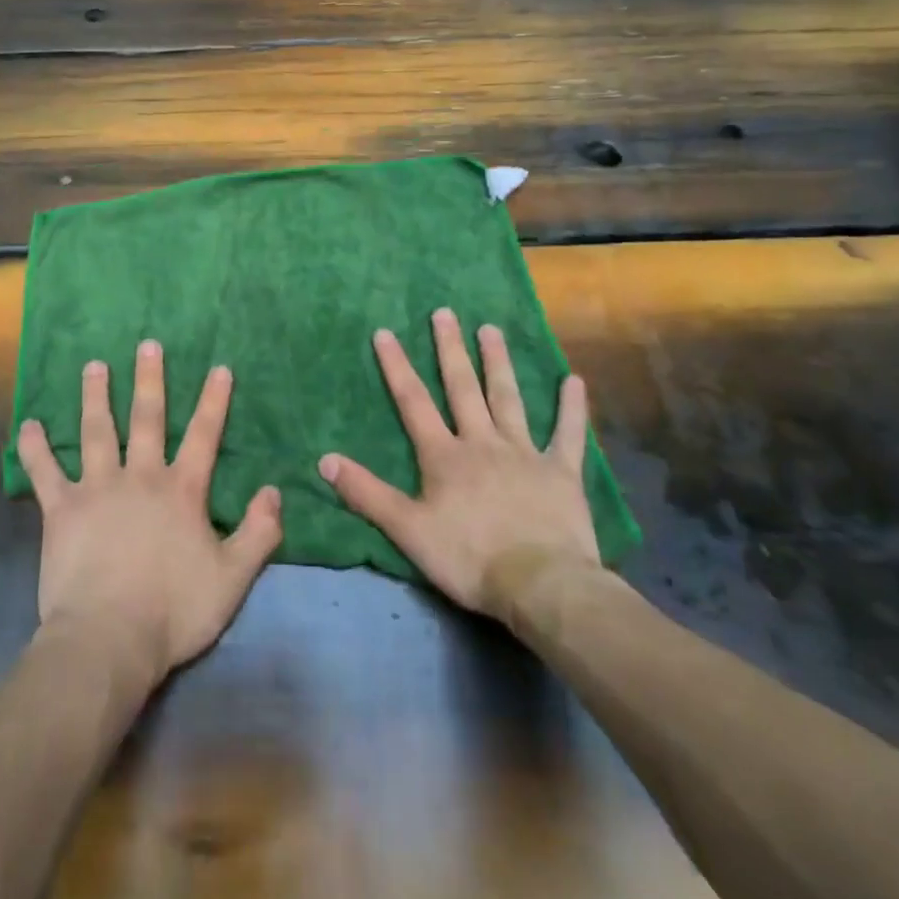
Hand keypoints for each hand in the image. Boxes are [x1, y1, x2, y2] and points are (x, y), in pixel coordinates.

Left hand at [17, 341, 282, 686]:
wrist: (109, 639)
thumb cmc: (173, 611)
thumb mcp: (232, 579)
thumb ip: (258, 533)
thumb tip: (275, 491)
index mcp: (181, 490)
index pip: (203, 436)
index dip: (213, 401)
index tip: (218, 367)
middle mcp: (140, 477)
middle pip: (146, 419)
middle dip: (149, 380)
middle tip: (147, 344)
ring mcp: (97, 488)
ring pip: (96, 431)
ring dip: (95, 396)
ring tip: (94, 365)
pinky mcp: (61, 509)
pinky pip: (45, 472)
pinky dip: (36, 448)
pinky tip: (28, 425)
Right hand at [318, 308, 599, 616]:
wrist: (540, 586)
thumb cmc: (468, 558)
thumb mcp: (407, 529)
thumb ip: (366, 493)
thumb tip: (324, 459)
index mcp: (444, 456)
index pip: (413, 402)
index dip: (397, 367)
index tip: (385, 332)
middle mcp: (482, 442)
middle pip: (463, 388)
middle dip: (450, 349)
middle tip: (445, 313)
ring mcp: (524, 453)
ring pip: (508, 399)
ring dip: (498, 363)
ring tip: (491, 329)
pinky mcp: (561, 472)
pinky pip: (567, 434)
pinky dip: (571, 408)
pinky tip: (574, 380)